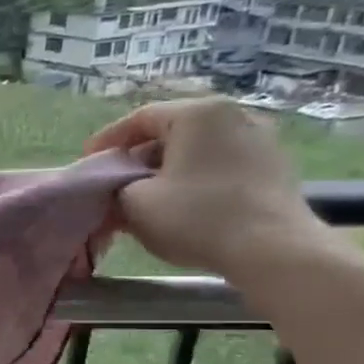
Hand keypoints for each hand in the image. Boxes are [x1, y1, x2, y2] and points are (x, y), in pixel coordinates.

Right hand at [83, 98, 327, 280]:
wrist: (272, 250)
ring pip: (197, 149)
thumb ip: (113, 189)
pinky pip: (221, 164)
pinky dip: (195, 178)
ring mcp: (261, 139)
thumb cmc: (197, 217)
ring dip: (167, 170)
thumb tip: (111, 190)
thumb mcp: (134, 204)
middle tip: (115, 182)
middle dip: (138, 157)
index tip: (88, 162)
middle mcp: (234, 115)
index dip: (108, 140)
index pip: (140, 118)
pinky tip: (182, 204)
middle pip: (171, 132)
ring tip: (147, 197)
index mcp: (198, 114)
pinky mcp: (275, 167)